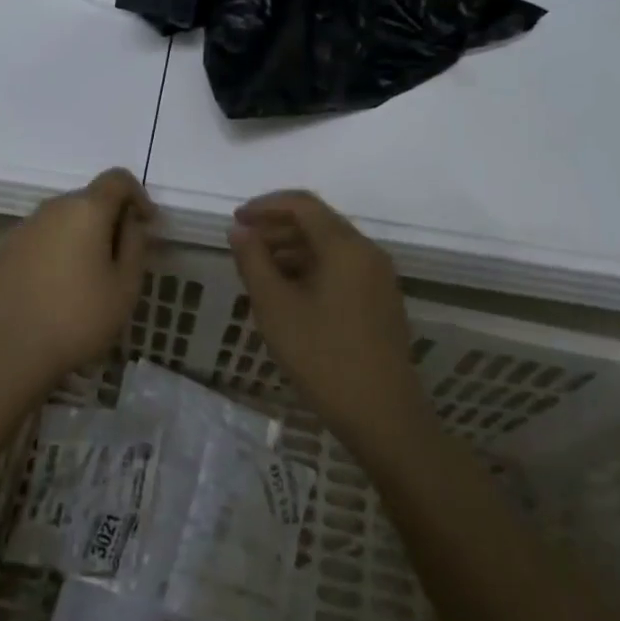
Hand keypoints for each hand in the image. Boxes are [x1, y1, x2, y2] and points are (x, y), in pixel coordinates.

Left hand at [0, 168, 155, 388]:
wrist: (8, 352)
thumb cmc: (78, 318)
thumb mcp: (125, 287)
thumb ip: (135, 244)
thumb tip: (131, 222)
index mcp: (85, 210)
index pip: (117, 179)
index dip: (137, 195)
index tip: (145, 225)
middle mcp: (50, 208)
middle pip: (86, 200)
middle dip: (106, 220)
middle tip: (117, 259)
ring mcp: (20, 229)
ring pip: (58, 222)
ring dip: (75, 238)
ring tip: (81, 279)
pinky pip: (34, 242)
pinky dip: (48, 255)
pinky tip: (49, 291)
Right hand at [228, 191, 426, 439]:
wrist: (384, 416)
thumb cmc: (323, 358)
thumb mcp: (276, 308)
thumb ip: (253, 262)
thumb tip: (240, 230)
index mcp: (345, 246)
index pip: (302, 204)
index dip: (264, 206)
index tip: (235, 220)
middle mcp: (367, 252)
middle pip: (318, 222)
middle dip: (276, 226)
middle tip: (243, 244)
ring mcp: (379, 277)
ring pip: (330, 246)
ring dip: (292, 248)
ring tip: (259, 269)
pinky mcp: (381, 300)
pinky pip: (342, 267)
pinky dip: (311, 267)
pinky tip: (289, 292)